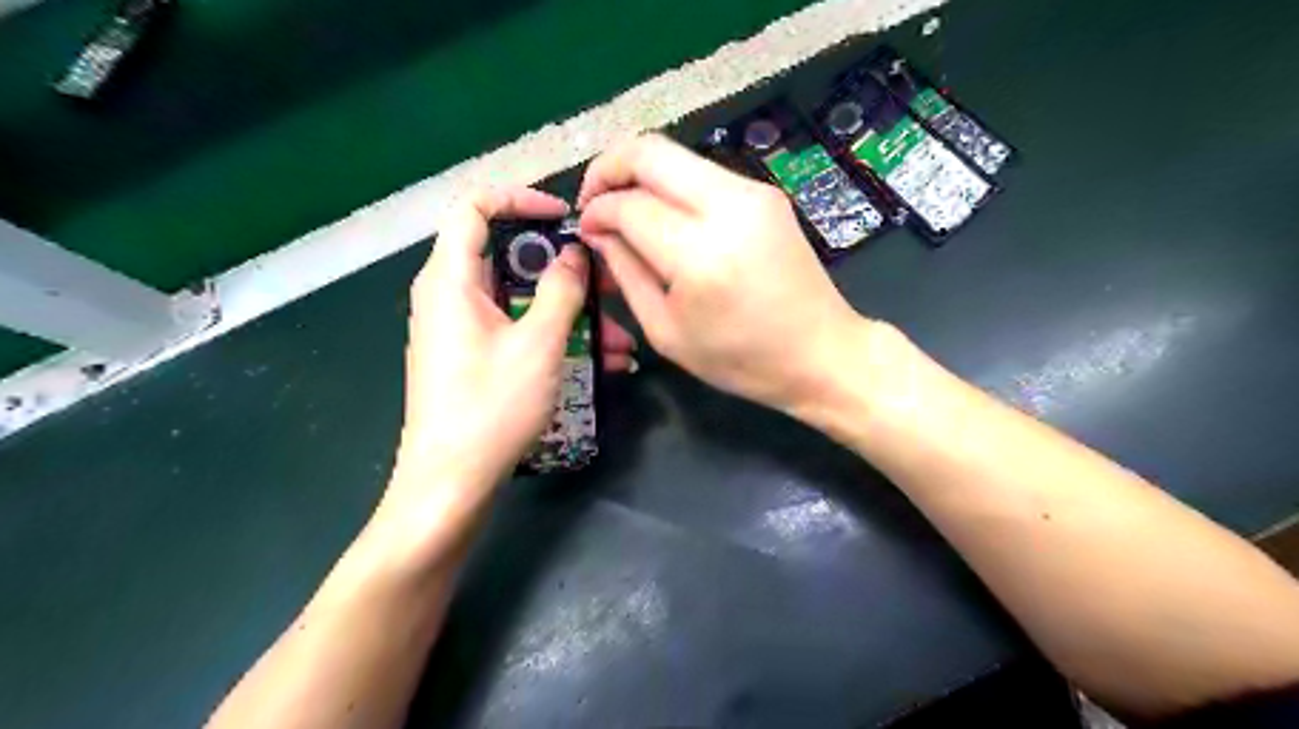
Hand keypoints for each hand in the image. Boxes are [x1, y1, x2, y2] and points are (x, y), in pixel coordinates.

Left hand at [380, 188, 637, 538]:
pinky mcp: (473, 358)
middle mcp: (449, 296)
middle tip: (608, 282)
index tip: (564, 216)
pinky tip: (602, 362)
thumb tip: (573, 254)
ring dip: (571, 313)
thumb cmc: (491, 406)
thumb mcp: (537, 343)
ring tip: (620, 339)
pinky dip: (554, 337)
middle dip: (564, 269)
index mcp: (450, 278)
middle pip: (508, 257)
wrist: (450, 484)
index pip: (475, 207)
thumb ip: (561, 290)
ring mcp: (461, 330)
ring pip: (520, 301)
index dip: (520, 199)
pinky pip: (516, 331)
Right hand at [581, 135, 866, 413]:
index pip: (629, 206)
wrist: (821, 351)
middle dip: (608, 168)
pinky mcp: (766, 193)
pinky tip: (664, 217)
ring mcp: (753, 193)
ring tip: (625, 211)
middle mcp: (728, 208)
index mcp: (700, 256)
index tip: (585, 229)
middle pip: (650, 152)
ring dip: (640, 175)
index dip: (596, 211)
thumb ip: (626, 273)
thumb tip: (598, 231)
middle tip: (593, 200)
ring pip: (676, 156)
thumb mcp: (667, 331)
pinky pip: (703, 173)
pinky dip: (672, 185)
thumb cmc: (741, 359)